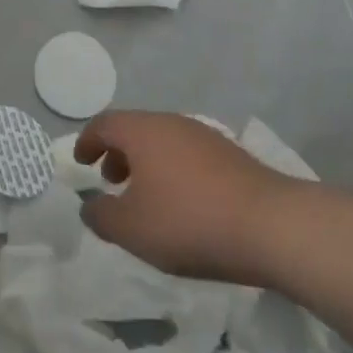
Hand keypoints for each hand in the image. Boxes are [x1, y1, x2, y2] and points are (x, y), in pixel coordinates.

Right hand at [76, 111, 287, 284]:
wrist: (271, 225)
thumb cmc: (189, 222)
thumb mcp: (132, 230)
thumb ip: (102, 217)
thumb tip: (89, 206)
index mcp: (142, 131)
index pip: (104, 124)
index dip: (87, 141)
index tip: (80, 162)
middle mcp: (172, 123)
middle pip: (135, 129)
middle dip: (118, 153)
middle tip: (111, 181)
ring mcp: (205, 136)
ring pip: (164, 142)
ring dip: (147, 163)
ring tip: (146, 197)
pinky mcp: (232, 155)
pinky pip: (188, 155)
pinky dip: (173, 171)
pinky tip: (183, 204)